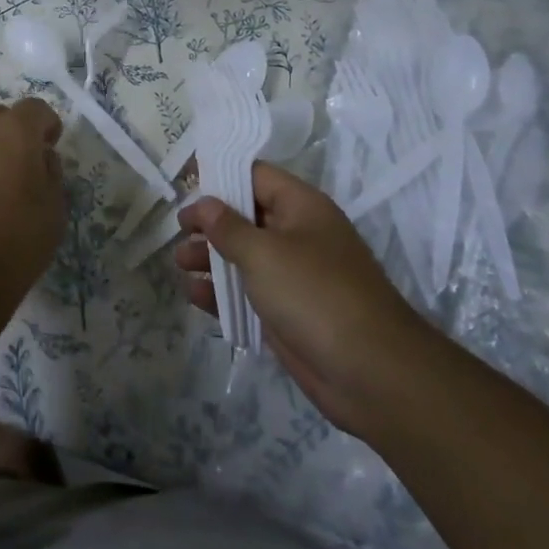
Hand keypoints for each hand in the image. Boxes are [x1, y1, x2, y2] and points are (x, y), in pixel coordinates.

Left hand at [0, 98, 65, 320]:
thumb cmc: (16, 239)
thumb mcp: (54, 208)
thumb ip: (50, 173)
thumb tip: (40, 159)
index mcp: (14, 130)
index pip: (36, 109)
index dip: (48, 126)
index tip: (52, 149)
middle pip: (3, 118)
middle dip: (17, 135)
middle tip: (27, 167)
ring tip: (2, 187)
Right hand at [176, 162, 424, 434]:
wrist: (370, 373)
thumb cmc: (314, 294)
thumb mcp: (263, 253)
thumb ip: (227, 226)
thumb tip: (204, 204)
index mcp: (302, 207)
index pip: (256, 176)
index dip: (221, 175)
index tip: (187, 182)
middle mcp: (299, 235)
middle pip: (247, 216)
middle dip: (211, 222)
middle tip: (178, 230)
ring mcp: (295, 276)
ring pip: (245, 256)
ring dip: (211, 258)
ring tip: (179, 263)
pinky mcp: (288, 312)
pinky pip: (249, 292)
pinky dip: (223, 292)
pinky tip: (195, 296)